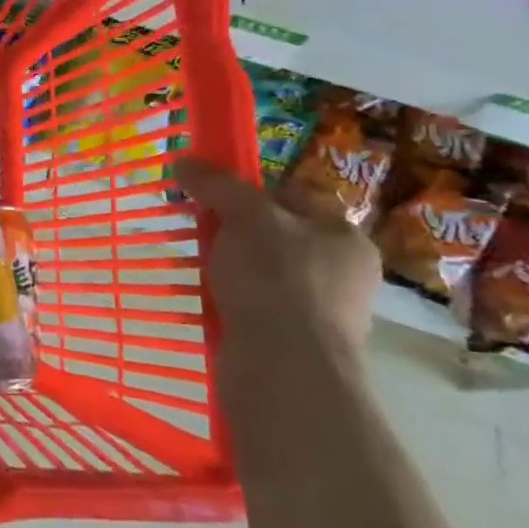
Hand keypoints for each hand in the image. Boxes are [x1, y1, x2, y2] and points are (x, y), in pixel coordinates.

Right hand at [176, 156, 378, 378]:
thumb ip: (218, 186)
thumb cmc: (276, 279)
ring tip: (197, 268)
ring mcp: (322, 313)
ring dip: (230, 269)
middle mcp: (343, 273)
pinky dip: (230, 302)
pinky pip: (256, 308)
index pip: (295, 196)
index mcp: (344, 237)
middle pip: (278, 236)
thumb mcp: (245, 217)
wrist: (283, 367)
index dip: (252, 190)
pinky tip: (208, 302)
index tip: (213, 194)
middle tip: (200, 231)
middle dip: (236, 233)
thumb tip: (184, 161)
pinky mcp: (295, 343)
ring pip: (264, 274)